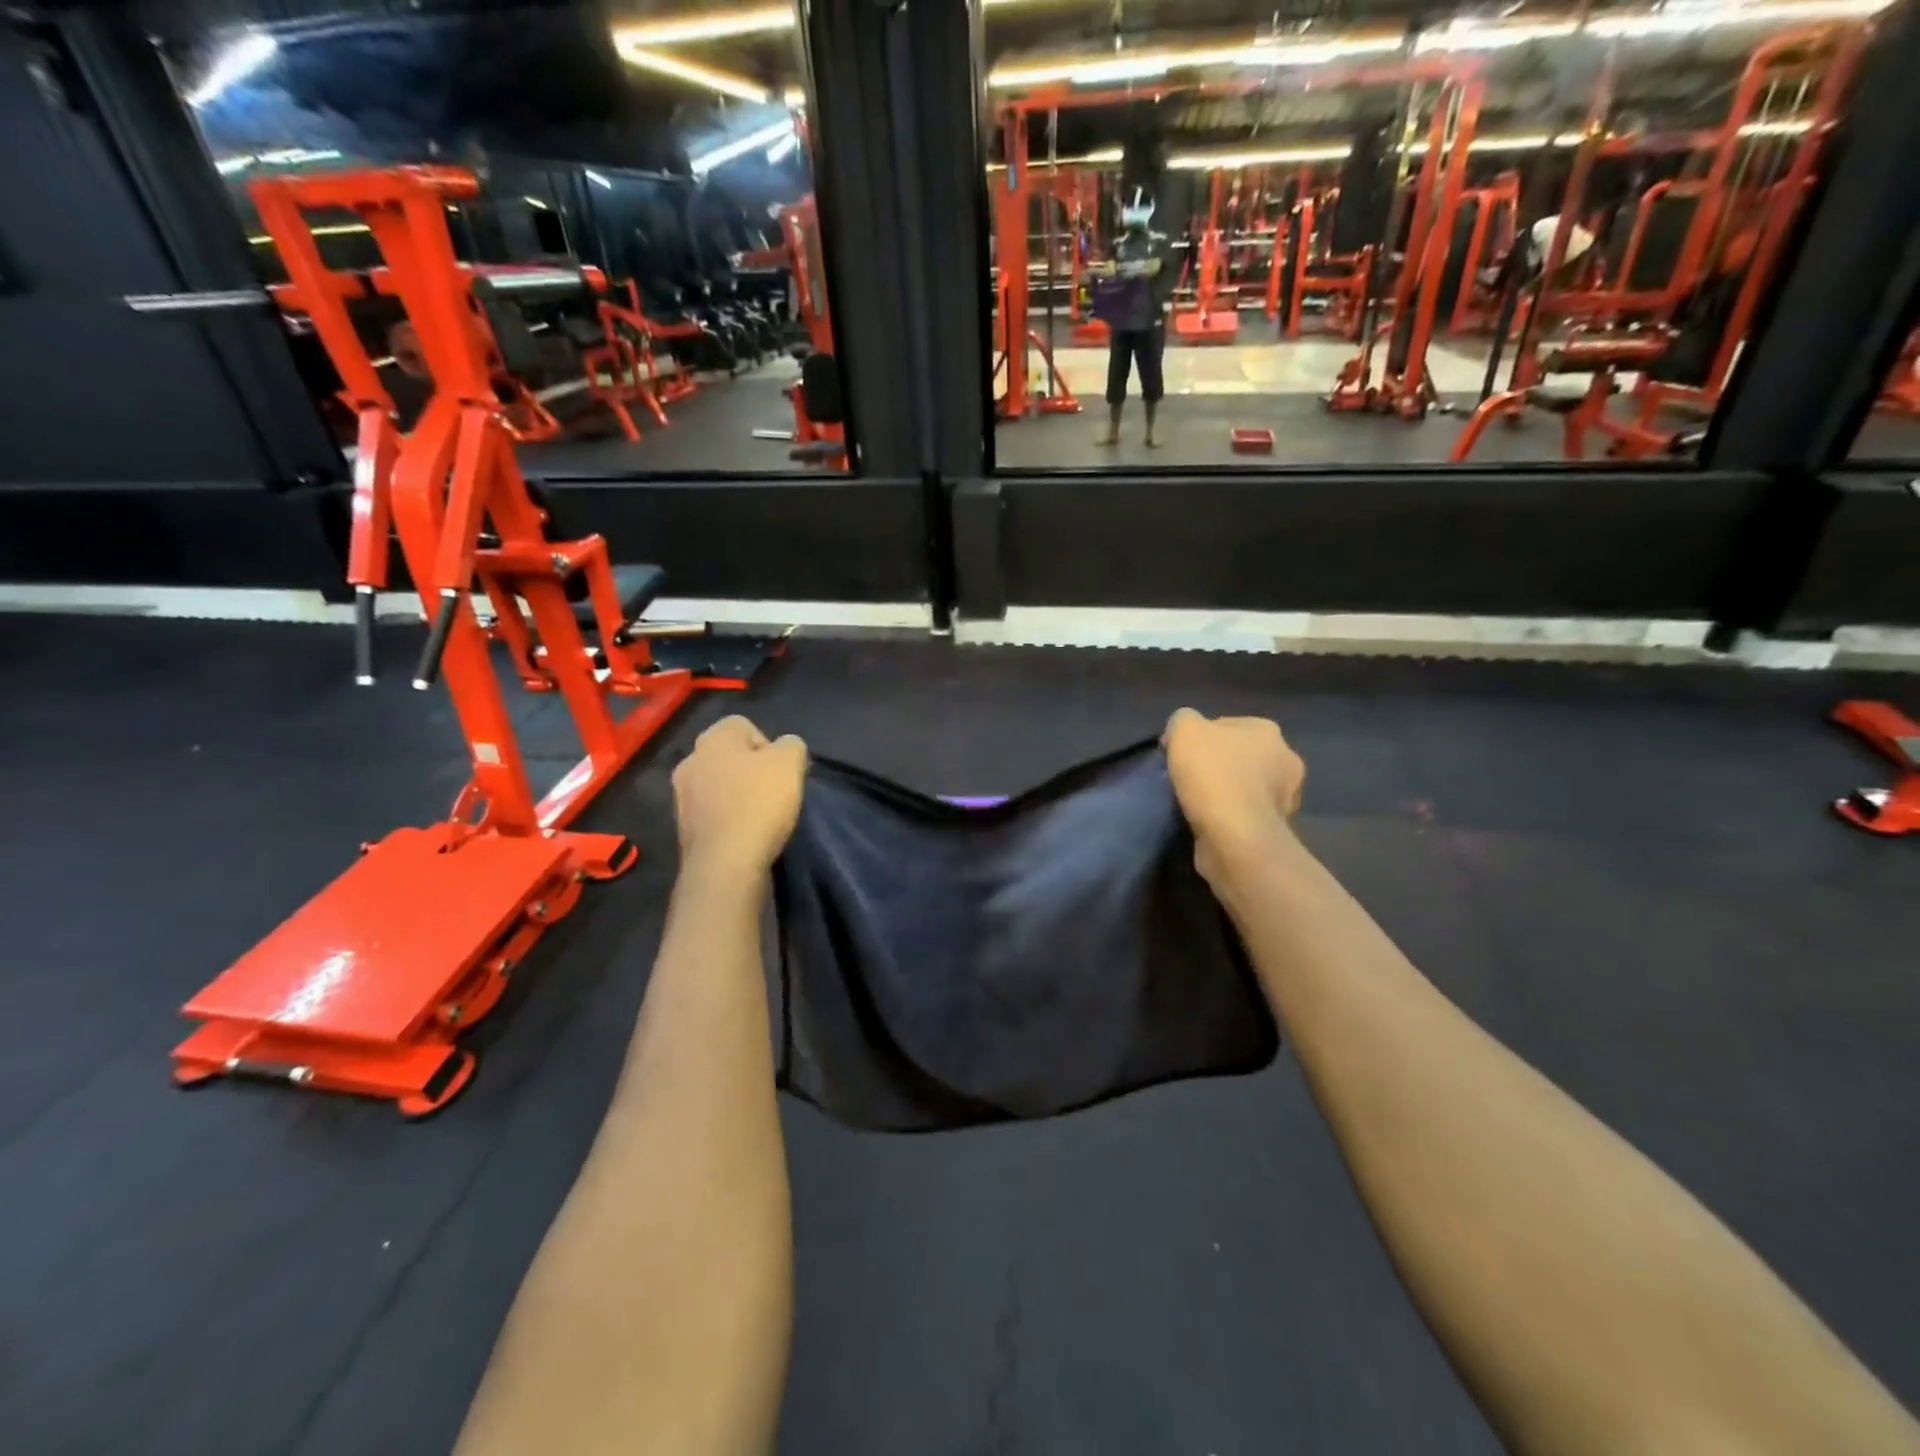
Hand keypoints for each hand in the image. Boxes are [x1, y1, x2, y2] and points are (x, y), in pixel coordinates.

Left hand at [672, 716, 807, 877]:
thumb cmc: (759, 804)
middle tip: (774, 792)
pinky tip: (743, 832)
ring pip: (719, 783)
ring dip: (738, 793)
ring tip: (759, 815)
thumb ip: (792, 744)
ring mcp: (681, 794)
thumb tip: (784, 748)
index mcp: (713, 738)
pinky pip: (712, 811)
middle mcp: (690, 759)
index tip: (782, 771)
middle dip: (752, 770)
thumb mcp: (791, 762)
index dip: (770, 746)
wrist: (725, 863)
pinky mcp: (683, 825)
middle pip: (731, 755)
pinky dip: (728, 817)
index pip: (746, 726)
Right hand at [1163, 709, 1305, 879]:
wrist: (1234, 836)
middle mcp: (1285, 759)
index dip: (1199, 738)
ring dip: (1225, 793)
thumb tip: (1183, 734)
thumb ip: (1183, 720)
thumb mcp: (1183, 729)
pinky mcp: (1277, 828)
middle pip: (1239, 756)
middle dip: (1218, 765)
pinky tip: (1210, 822)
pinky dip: (1230, 817)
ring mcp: (1286, 797)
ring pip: (1245, 787)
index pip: (1226, 726)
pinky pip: (1246, 815)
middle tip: (1186, 779)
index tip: (1177, 756)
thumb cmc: (1212, 774)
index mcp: (1267, 731)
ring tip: (1195, 804)